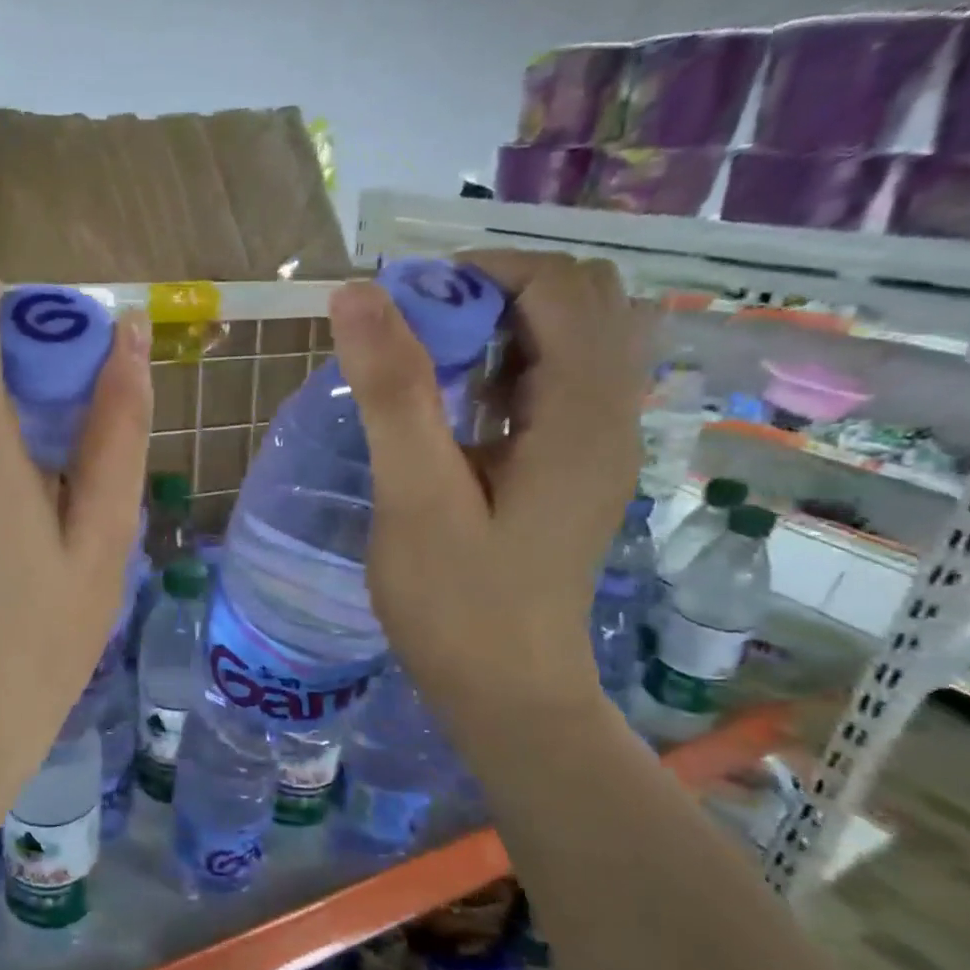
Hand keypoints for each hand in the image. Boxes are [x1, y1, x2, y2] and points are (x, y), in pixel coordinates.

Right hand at [329, 251, 651, 721]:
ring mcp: (597, 445)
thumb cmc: (458, 606)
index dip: (480, 273)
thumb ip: (394, 392)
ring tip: (427, 371)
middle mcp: (610, 416)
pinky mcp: (573, 470)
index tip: (403, 308)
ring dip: (496, 332)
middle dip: (491, 295)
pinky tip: (452, 413)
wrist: (507, 696)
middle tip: (415, 337)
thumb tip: (358, 294)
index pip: (559, 285)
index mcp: (583, 414)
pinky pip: (552, 387)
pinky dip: (503, 372)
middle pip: (577, 301)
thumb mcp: (416, 497)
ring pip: (567, 341)